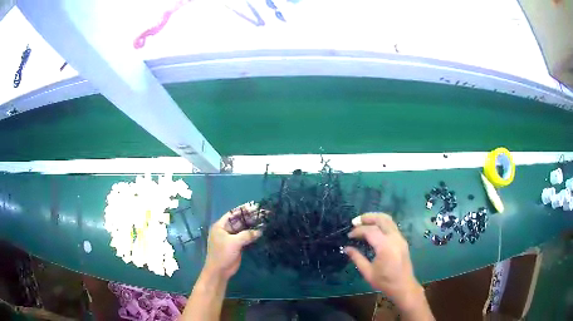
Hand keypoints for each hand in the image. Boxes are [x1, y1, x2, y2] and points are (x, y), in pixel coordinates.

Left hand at [204, 202, 262, 279]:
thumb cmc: (222, 254)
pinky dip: (252, 234)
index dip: (243, 209)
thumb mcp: (233, 243)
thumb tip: (260, 231)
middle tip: (263, 213)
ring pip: (243, 228)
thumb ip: (246, 235)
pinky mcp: (237, 245)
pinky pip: (246, 236)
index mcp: (220, 226)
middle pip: (239, 220)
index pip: (232, 214)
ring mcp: (231, 237)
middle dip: (250, 217)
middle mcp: (226, 230)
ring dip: (253, 225)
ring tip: (265, 220)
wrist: (220, 271)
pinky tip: (261, 231)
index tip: (255, 206)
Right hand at [345, 213, 422, 309]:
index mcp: (385, 246)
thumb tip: (346, 248)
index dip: (358, 231)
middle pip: (382, 219)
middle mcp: (394, 238)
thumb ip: (357, 258)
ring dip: (375, 218)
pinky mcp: (402, 240)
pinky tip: (374, 230)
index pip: (370, 231)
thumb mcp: (368, 272)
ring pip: (389, 220)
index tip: (349, 236)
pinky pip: (392, 226)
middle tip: (355, 221)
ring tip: (363, 222)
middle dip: (368, 217)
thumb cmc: (384, 281)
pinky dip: (381, 223)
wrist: (403, 286)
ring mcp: (400, 238)